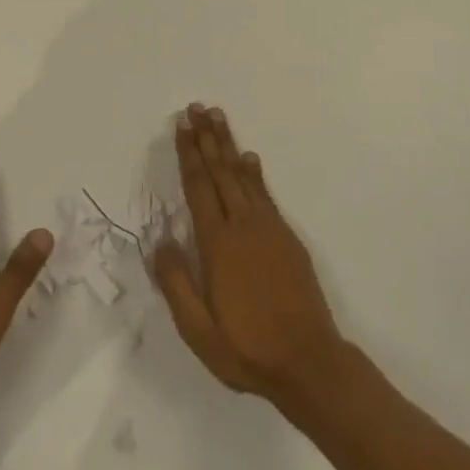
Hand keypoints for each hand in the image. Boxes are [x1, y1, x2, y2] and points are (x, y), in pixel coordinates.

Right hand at [152, 104, 346, 406]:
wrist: (309, 362)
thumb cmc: (248, 349)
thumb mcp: (199, 331)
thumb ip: (176, 284)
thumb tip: (159, 241)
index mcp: (218, 244)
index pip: (199, 188)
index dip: (189, 155)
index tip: (181, 126)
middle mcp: (243, 226)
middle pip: (220, 172)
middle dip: (206, 138)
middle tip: (197, 107)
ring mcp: (269, 228)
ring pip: (243, 176)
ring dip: (229, 145)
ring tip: (218, 117)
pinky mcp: (287, 238)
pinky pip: (265, 194)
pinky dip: (254, 172)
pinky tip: (250, 158)